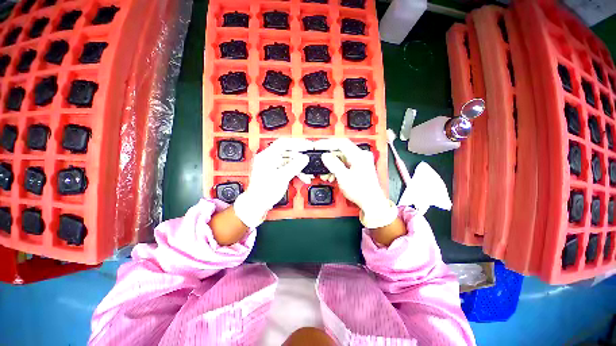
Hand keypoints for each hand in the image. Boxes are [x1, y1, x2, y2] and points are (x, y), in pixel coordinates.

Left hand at [233, 138, 312, 227]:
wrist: (258, 204)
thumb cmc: (263, 192)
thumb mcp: (282, 177)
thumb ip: (294, 166)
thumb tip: (304, 158)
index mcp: (266, 156)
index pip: (283, 143)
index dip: (297, 143)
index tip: (307, 146)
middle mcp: (268, 159)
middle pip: (287, 152)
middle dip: (299, 157)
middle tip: (308, 159)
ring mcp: (271, 165)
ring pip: (289, 160)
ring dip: (298, 166)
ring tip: (306, 172)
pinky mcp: (275, 171)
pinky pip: (287, 167)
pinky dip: (295, 171)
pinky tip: (302, 176)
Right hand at [315, 138, 397, 228]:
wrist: (371, 202)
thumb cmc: (361, 191)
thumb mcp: (343, 177)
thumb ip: (333, 164)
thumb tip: (325, 155)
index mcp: (359, 156)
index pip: (341, 143)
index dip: (327, 143)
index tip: (318, 146)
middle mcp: (361, 156)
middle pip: (341, 151)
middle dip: (329, 159)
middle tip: (321, 163)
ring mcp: (361, 161)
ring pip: (342, 158)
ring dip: (333, 165)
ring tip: (327, 175)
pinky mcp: (360, 166)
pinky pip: (346, 163)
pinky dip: (338, 168)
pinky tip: (333, 176)